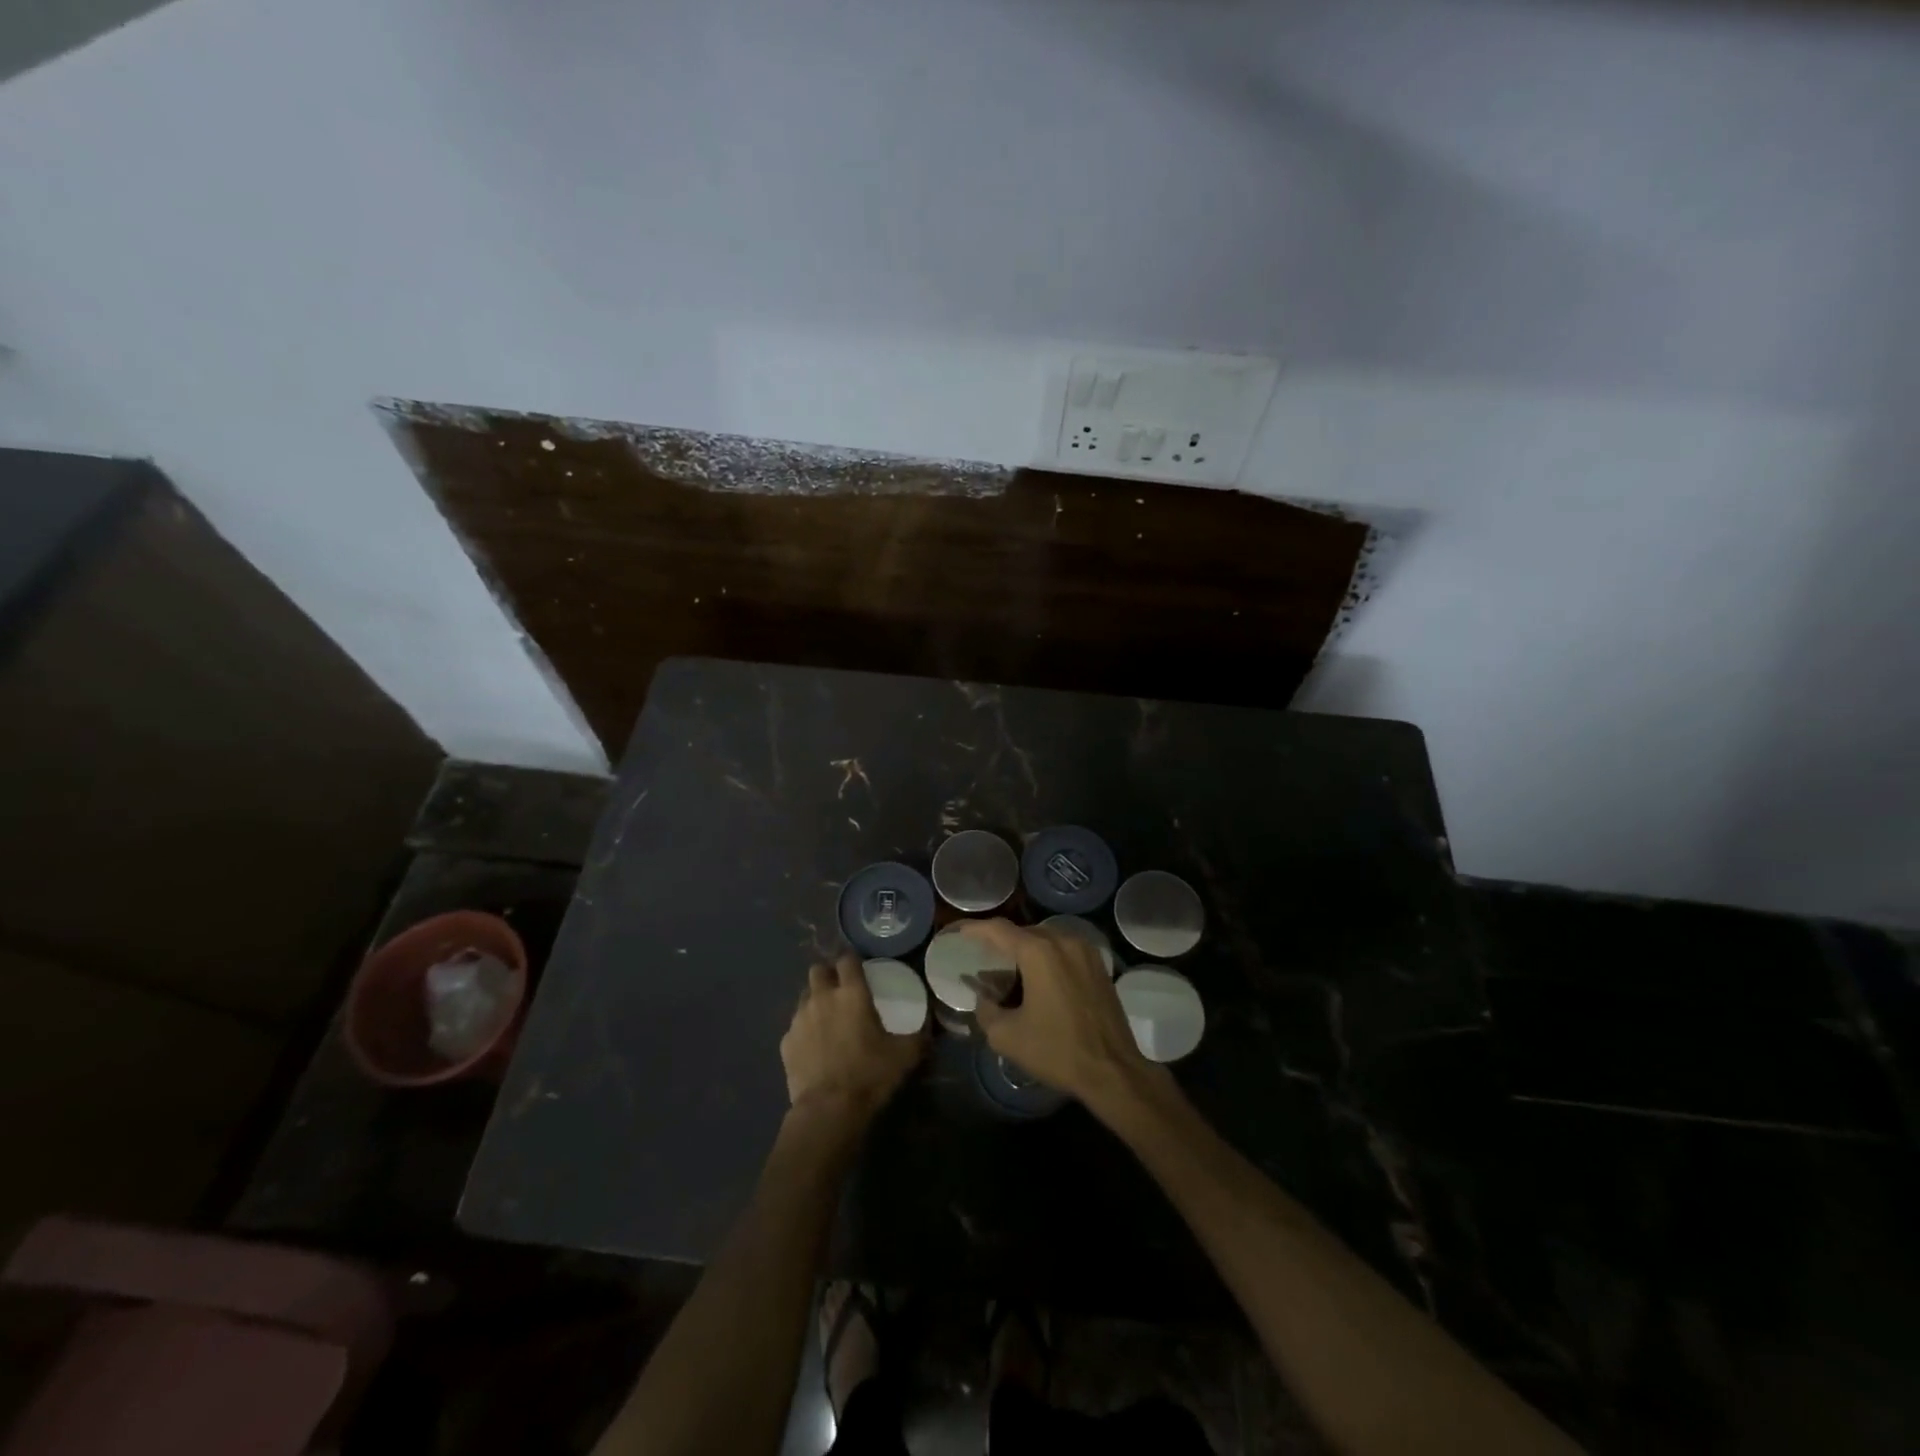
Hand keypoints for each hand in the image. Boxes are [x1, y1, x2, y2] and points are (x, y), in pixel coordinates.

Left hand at [781, 954, 925, 1119]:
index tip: (860, 971)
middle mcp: (822, 997)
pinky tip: (814, 1048)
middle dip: (828, 975)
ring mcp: (799, 1018)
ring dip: (815, 1001)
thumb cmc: (869, 1074)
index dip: (853, 962)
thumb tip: (929, 1027)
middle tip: (841, 991)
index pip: (847, 959)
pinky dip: (804, 1030)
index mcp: (852, 993)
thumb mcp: (905, 1055)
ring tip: (827, 1020)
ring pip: (804, 996)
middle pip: (818, 970)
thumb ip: (918, 1035)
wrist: (828, 1109)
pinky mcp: (786, 1041)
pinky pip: (795, 1026)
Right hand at [958, 919, 1160, 1114]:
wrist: (1113, 1070)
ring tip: (1012, 970)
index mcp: (1039, 952)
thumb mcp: (1007, 1036)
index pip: (999, 929)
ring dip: (1027, 950)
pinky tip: (1040, 980)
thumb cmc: (1057, 1050)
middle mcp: (1063, 941)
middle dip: (1002, 942)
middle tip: (985, 958)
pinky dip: (1048, 957)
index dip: (976, 929)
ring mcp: (1085, 951)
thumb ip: (986, 1010)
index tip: (961, 932)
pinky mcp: (1099, 965)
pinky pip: (1065, 950)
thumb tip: (984, 997)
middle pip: (1024, 932)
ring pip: (1047, 939)